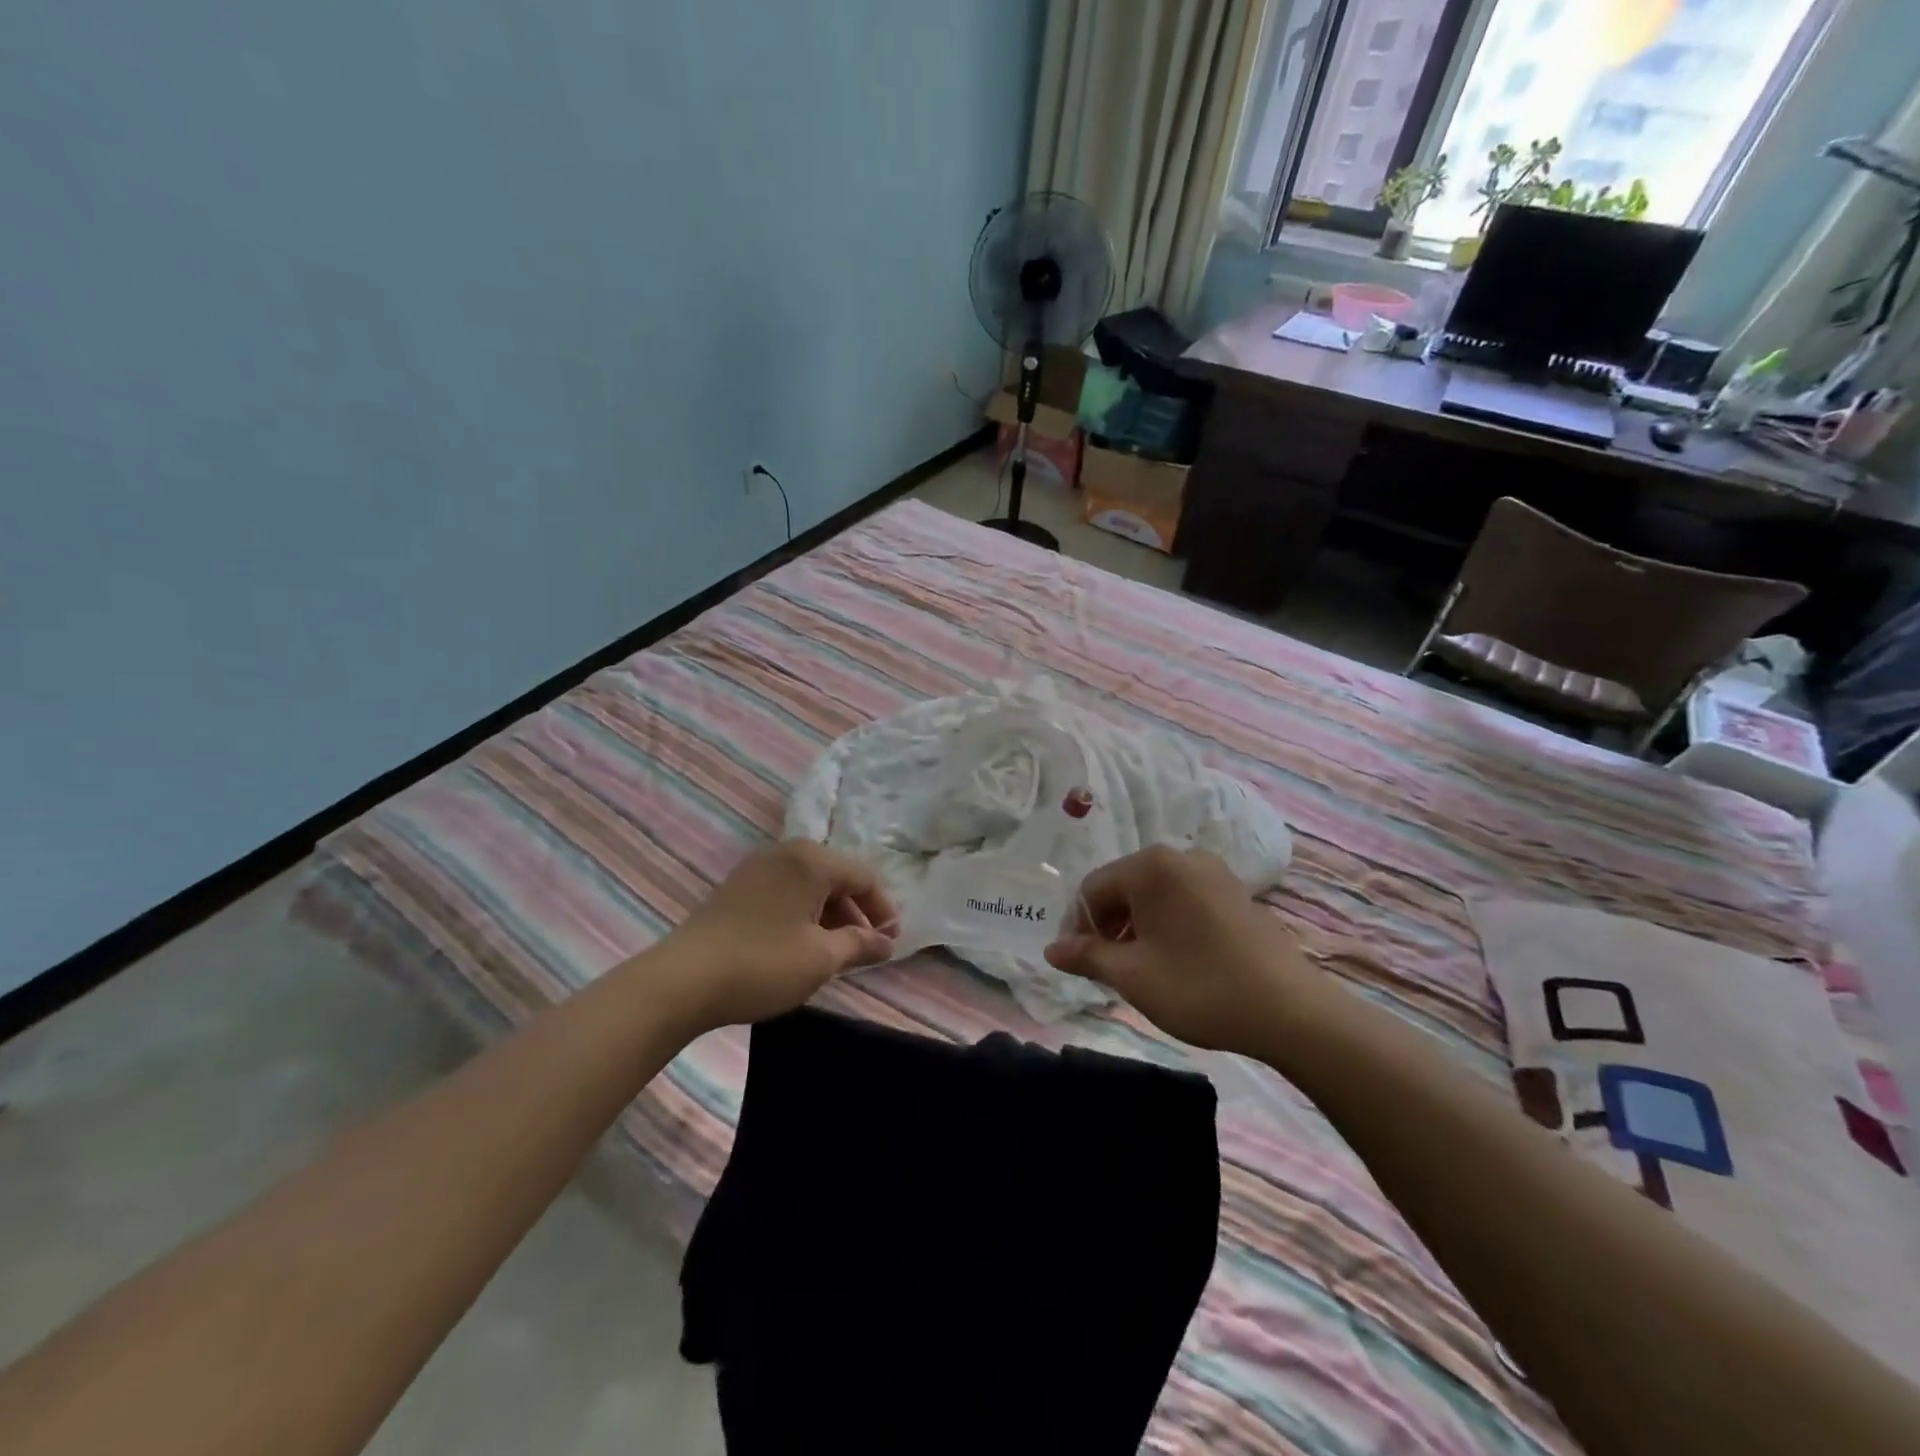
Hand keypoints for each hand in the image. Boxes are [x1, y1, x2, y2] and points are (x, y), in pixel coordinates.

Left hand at [661, 840, 898, 1032]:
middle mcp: (786, 853)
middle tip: (866, 949)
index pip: (863, 876)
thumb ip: (859, 944)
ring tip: (836, 951)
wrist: (682, 981)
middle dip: (856, 912)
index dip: (883, 909)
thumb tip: (886, 943)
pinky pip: (785, 892)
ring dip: (830, 915)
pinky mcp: (737, 888)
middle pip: (836, 876)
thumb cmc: (763, 964)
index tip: (891, 942)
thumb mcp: (821, 958)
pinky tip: (801, 945)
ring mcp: (757, 868)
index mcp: (811, 860)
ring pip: (809, 885)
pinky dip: (803, 914)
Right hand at [1044, 845, 1311, 1054]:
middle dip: (1108, 925)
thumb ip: (1086, 957)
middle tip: (1108, 969)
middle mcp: (1181, 856)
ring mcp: (1213, 871)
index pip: (1092, 888)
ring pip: (1154, 893)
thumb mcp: (1132, 976)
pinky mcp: (1235, 891)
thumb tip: (1051, 950)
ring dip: (1136, 926)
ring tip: (1140, 967)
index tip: (1080, 965)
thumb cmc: (1200, 987)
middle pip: (1123, 886)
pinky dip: (1167, 923)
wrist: (1291, 1010)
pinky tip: (1175, 958)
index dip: (1077, 927)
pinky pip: (1184, 899)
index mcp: (1151, 866)